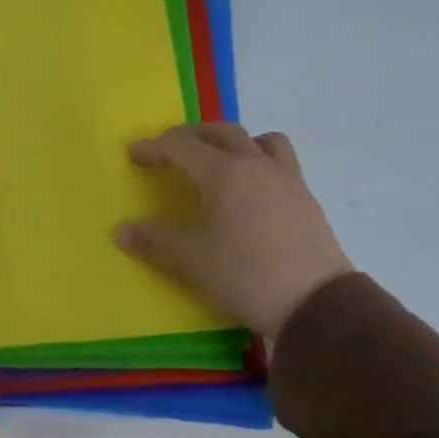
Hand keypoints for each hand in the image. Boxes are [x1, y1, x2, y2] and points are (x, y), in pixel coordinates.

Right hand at [116, 124, 352, 343]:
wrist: (315, 304)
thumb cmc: (245, 275)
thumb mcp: (192, 260)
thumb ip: (155, 240)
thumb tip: (122, 231)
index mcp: (225, 173)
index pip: (182, 146)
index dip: (154, 147)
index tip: (133, 155)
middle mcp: (257, 166)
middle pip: (221, 133)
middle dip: (190, 136)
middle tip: (169, 150)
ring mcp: (288, 180)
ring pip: (260, 141)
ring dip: (233, 142)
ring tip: (219, 162)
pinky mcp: (306, 200)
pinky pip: (280, 164)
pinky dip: (257, 164)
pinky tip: (250, 193)